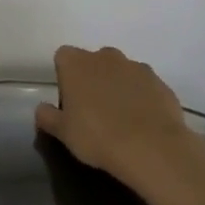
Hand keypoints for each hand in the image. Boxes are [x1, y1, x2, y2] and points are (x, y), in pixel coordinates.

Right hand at [35, 45, 204, 201]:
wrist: (152, 149)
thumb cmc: (96, 136)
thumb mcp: (62, 132)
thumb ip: (47, 116)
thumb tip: (43, 109)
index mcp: (76, 64)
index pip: (63, 56)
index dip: (64, 75)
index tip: (68, 98)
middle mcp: (106, 58)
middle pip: (94, 60)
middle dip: (92, 77)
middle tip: (92, 108)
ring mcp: (137, 68)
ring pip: (121, 71)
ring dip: (118, 86)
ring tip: (120, 117)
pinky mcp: (161, 84)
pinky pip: (145, 86)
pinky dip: (141, 97)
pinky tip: (141, 122)